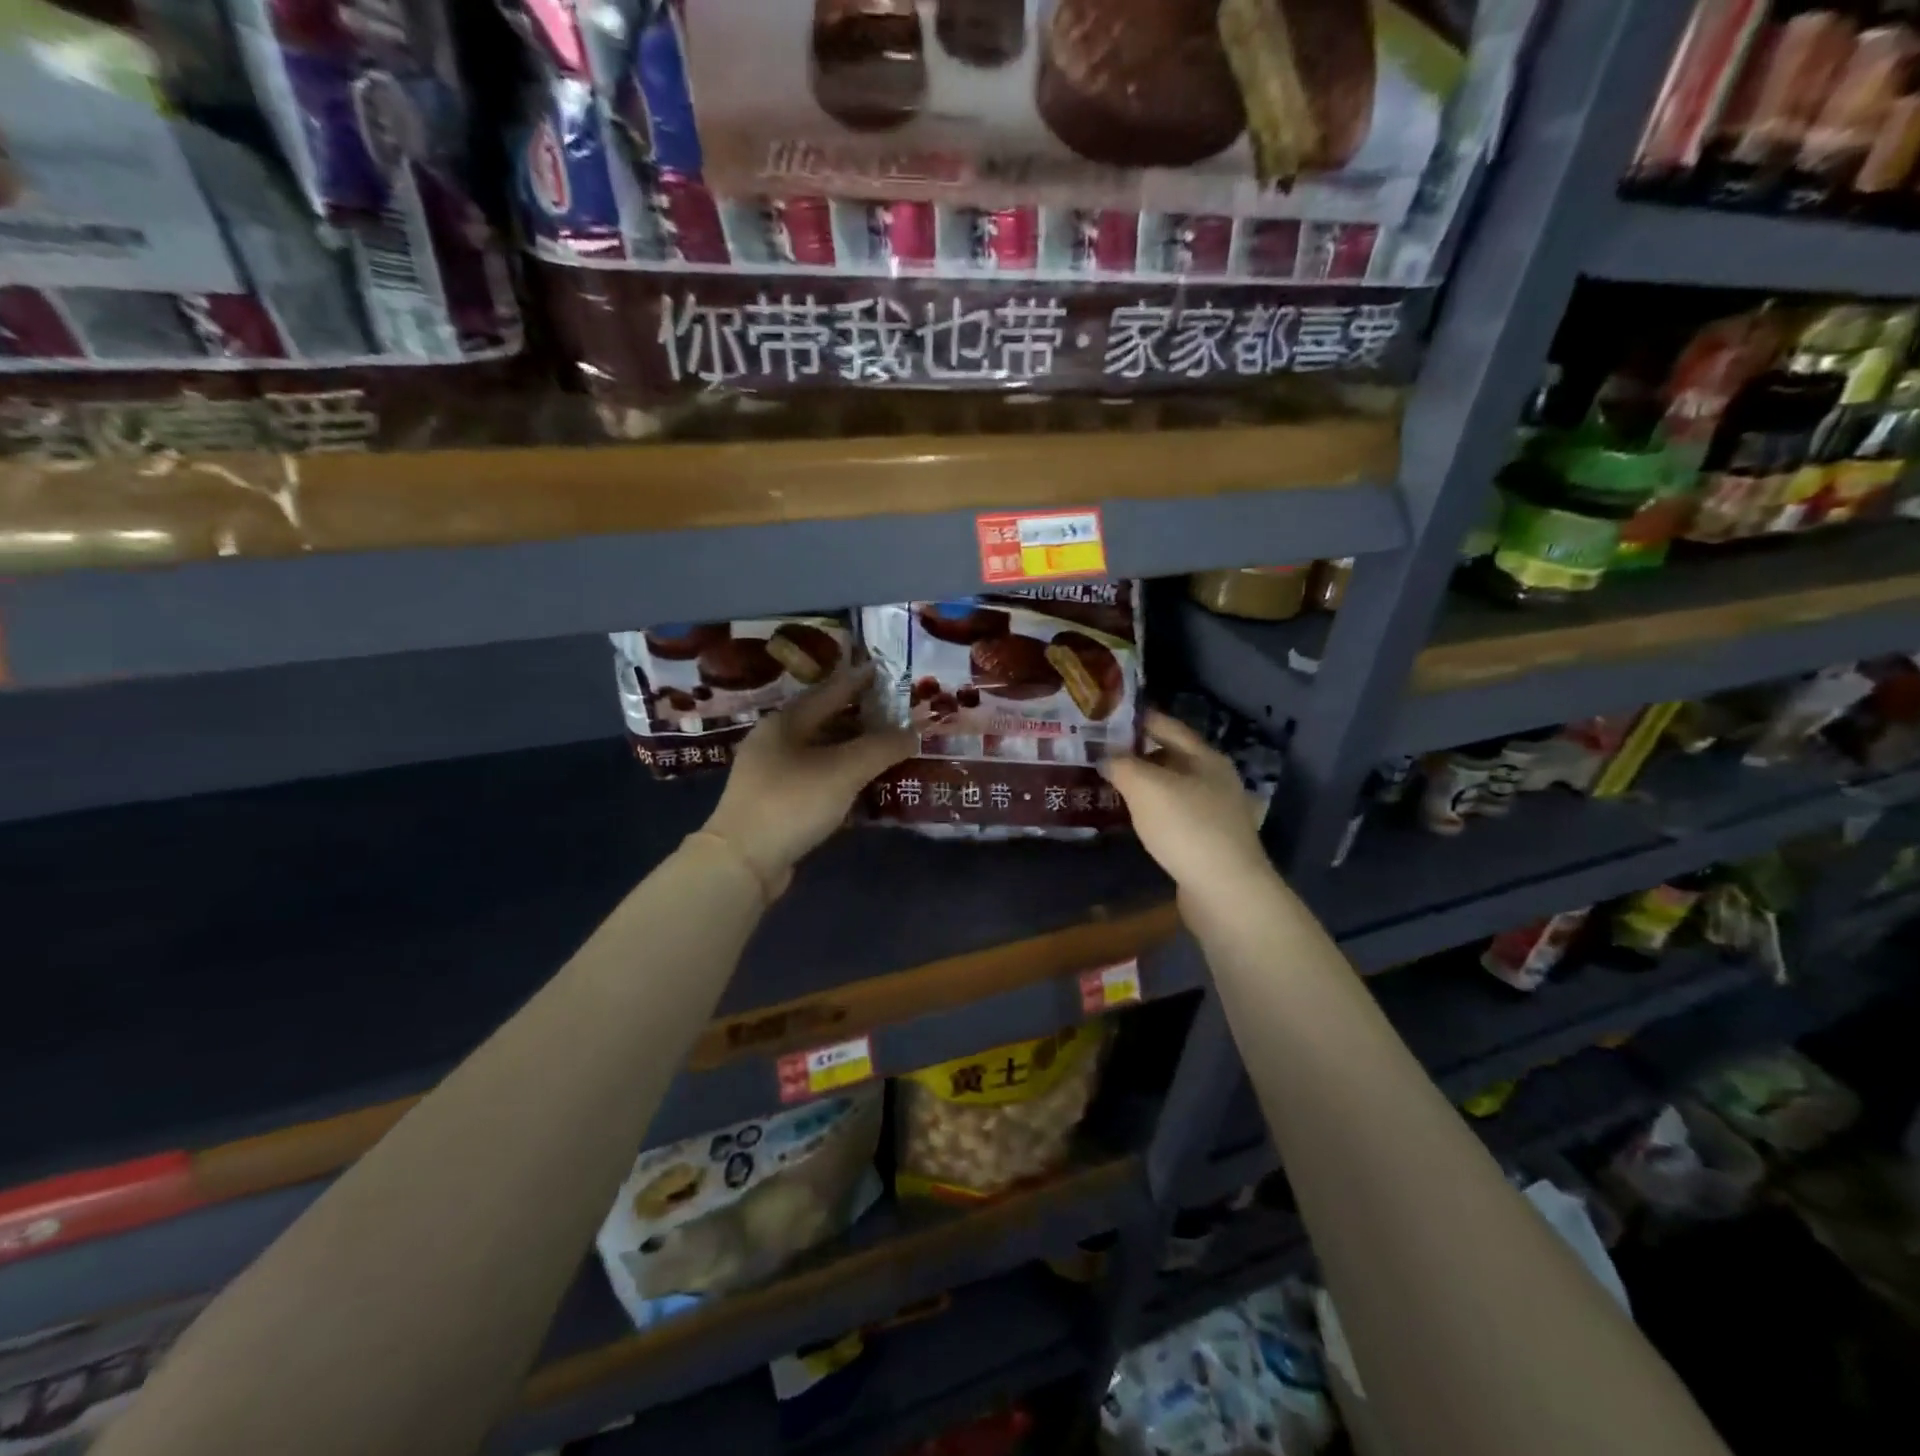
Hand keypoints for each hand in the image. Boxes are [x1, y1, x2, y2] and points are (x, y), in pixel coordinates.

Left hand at [701, 663, 915, 895]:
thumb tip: (914, 732)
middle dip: (865, 720)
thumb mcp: (843, 770)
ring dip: (857, 753)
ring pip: (825, 755)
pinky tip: (869, 787)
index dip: (862, 681)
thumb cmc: (792, 802)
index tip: (889, 672)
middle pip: (828, 723)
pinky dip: (845, 780)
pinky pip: (820, 782)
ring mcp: (775, 775)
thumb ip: (881, 748)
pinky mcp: (779, 805)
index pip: (831, 691)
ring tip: (892, 751)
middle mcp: (776, 742)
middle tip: (901, 717)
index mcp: (785, 722)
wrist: (743, 863)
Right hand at [1106, 710, 1271, 892]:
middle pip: (1172, 756)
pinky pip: (1176, 815)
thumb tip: (1105, 756)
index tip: (1107, 717)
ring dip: (1145, 784)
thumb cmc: (1187, 827)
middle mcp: (1215, 779)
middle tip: (1102, 753)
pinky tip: (1135, 819)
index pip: (1168, 726)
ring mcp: (1216, 812)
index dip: (1137, 719)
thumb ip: (1122, 765)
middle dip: (1138, 753)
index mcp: (1206, 758)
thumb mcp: (1146, 787)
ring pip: (1173, 787)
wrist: (1226, 890)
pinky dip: (1154, 810)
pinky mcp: (1210, 841)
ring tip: (1111, 785)